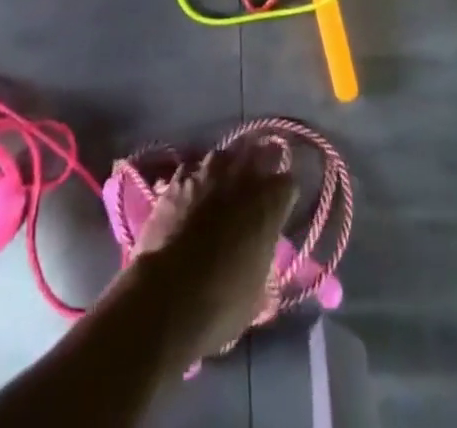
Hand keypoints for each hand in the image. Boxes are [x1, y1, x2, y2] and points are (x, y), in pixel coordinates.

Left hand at [117, 143, 295, 365]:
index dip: (283, 196)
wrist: (168, 298)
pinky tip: (190, 193)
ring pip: (224, 155)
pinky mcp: (177, 180)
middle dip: (260, 165)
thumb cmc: (222, 303)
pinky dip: (193, 178)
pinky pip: (191, 168)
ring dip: (226, 167)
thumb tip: (260, 253)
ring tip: (222, 183)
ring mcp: (207, 173)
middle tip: (255, 186)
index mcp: (269, 202)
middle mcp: (242, 176)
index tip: (280, 208)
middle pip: (259, 154)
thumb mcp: (257, 291)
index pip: (288, 183)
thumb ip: (263, 258)